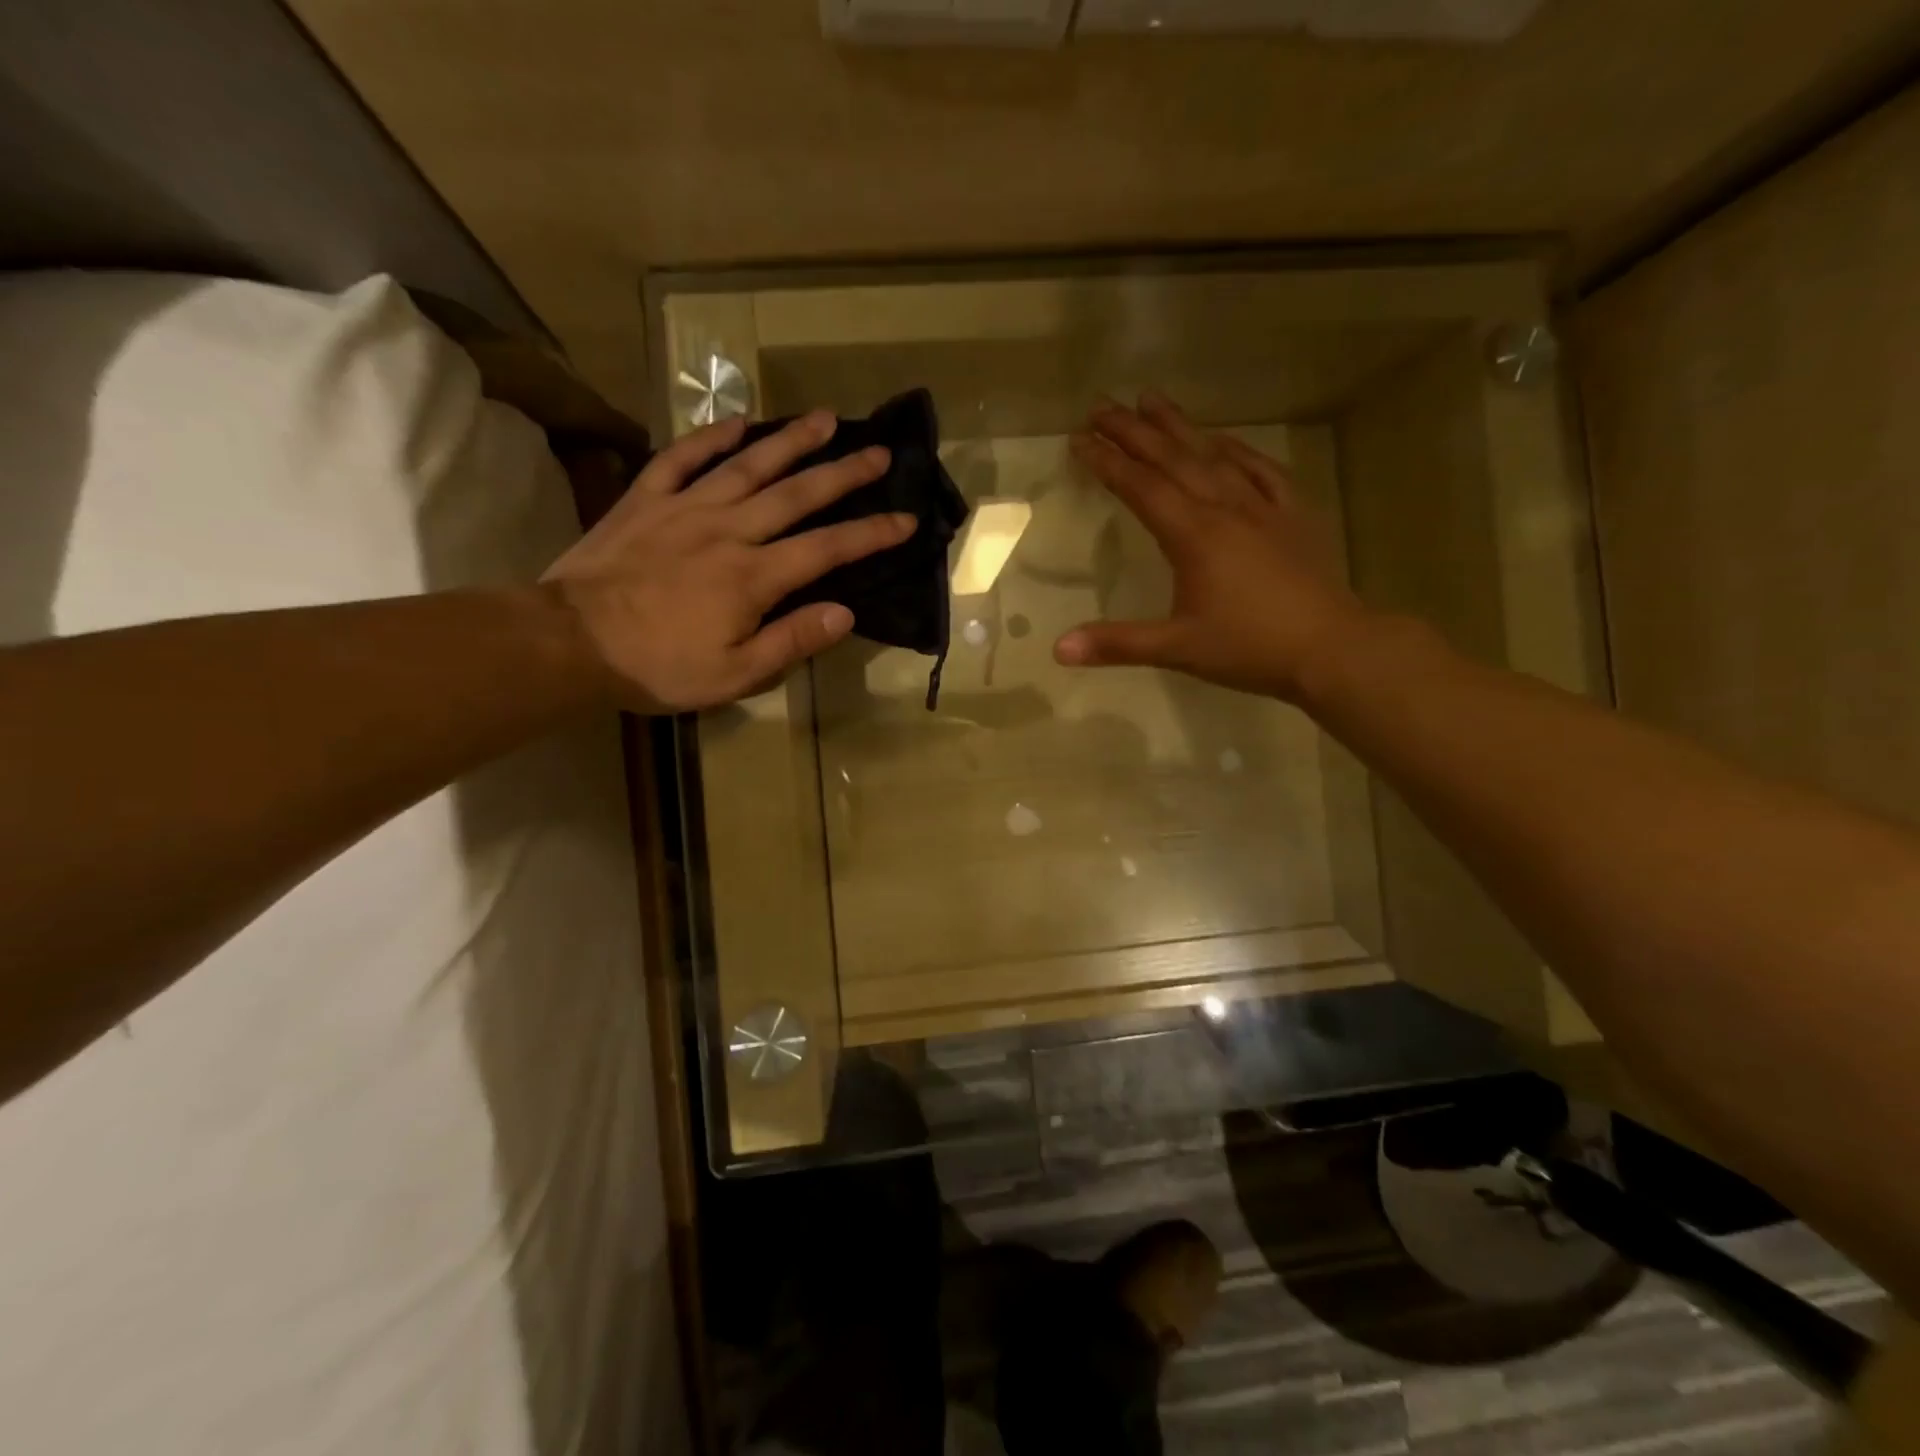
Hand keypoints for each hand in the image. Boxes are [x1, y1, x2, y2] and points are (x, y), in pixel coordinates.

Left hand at [544, 411, 913, 712]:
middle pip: (796, 494)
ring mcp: (685, 509)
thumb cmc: (658, 666)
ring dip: (789, 440)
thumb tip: (845, 613)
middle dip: (844, 473)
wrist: (570, 643)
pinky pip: (682, 458)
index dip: (872, 534)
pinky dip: (711, 436)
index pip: (827, 549)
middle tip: (879, 451)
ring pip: (747, 464)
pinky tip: (737, 422)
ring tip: (824, 419)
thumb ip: (792, 641)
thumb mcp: (734, 674)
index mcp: (754, 577)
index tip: (905, 520)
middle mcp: (729, 530)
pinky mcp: (645, 501)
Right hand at [1054, 393, 1371, 702]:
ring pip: (1214, 455)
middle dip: (1134, 431)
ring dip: (1180, 427)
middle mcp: (1224, 508)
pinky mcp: (1292, 515)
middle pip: (1173, 459)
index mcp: (1194, 535)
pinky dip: (1237, 450)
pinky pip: (1261, 470)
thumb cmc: (1250, 647)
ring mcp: (1262, 507)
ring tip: (1152, 399)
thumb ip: (1117, 643)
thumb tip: (1059, 650)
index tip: (1079, 438)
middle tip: (1102, 404)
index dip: (1108, 462)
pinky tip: (1224, 439)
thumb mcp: (1177, 649)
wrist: (1333, 648)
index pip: (1141, 488)